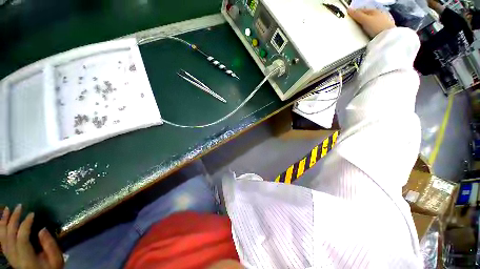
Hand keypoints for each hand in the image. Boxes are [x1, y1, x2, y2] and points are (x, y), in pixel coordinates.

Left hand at [0, 205, 63, 268]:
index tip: (32, 214)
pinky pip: (1, 240)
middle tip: (19, 206)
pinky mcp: (9, 255)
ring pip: (2, 237)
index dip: (25, 225)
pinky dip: (1, 229)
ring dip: (4, 222)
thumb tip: (42, 229)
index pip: (22, 239)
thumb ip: (50, 246)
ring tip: (7, 209)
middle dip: (13, 219)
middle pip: (10, 236)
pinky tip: (2, 221)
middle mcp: (15, 257)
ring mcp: (10, 257)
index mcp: (27, 259)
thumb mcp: (56, 260)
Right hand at [348, 8, 395, 37]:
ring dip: (364, 25)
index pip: (362, 10)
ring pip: (369, 22)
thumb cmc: (377, 26)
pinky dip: (368, 29)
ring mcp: (381, 22)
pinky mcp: (382, 30)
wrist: (388, 37)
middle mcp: (379, 14)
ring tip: (358, 30)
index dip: (354, 13)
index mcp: (375, 10)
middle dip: (359, 19)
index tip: (348, 18)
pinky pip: (372, 28)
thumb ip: (357, 15)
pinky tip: (365, 33)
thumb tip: (348, 9)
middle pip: (366, 16)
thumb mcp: (365, 20)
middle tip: (352, 25)